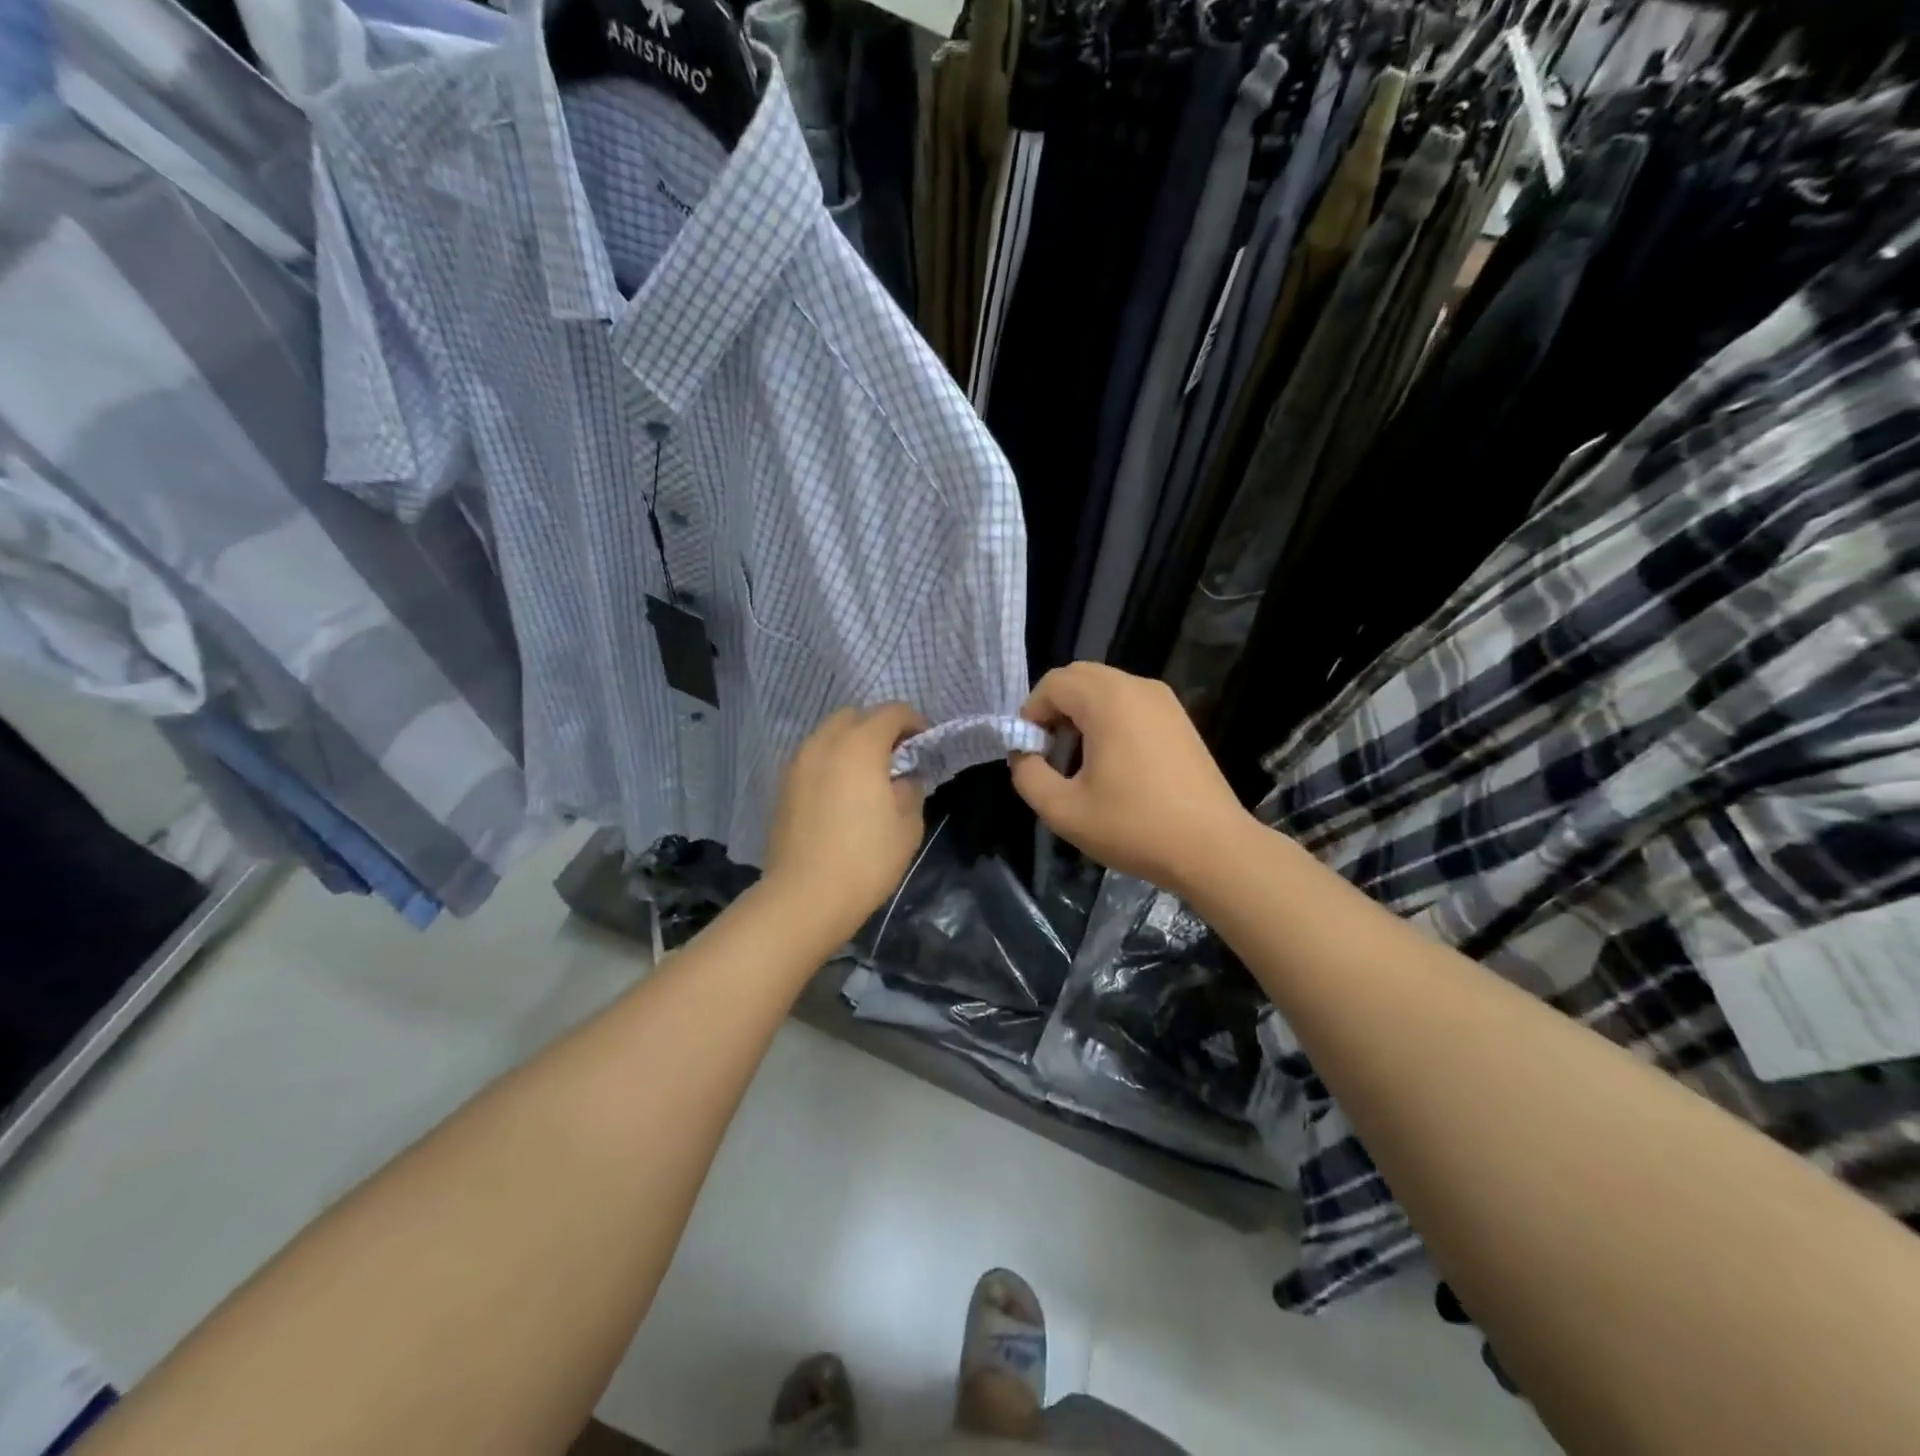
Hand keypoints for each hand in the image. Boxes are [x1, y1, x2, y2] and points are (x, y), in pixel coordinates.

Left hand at [762, 703, 928, 945]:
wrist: (804, 897)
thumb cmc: (866, 859)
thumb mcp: (907, 825)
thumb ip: (910, 790)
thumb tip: (903, 779)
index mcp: (860, 745)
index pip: (892, 712)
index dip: (914, 722)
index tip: (925, 744)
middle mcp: (825, 743)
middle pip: (855, 716)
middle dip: (878, 728)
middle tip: (896, 757)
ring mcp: (798, 763)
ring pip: (829, 736)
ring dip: (851, 744)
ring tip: (867, 776)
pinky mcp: (783, 786)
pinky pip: (813, 759)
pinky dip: (831, 763)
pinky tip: (842, 793)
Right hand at [1009, 663, 1251, 896]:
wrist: (1212, 848)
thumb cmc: (1134, 827)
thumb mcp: (1063, 810)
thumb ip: (1028, 775)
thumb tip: (1024, 756)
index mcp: (1108, 700)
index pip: (1053, 683)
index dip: (1031, 714)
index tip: (1030, 754)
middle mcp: (1137, 687)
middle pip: (1080, 678)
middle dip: (1055, 709)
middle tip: (1049, 753)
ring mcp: (1164, 701)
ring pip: (1106, 689)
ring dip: (1081, 714)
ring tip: (1078, 761)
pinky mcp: (1179, 720)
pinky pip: (1130, 703)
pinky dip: (1109, 719)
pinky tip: (1113, 763)